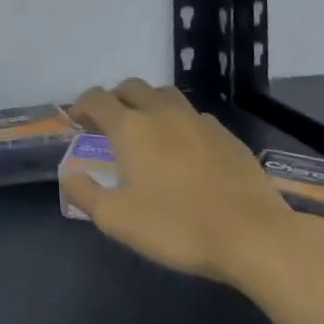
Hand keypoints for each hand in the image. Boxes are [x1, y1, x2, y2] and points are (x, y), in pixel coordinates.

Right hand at [62, 78, 296, 283]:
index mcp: (130, 128)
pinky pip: (195, 116)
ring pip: (165, 95)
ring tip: (146, 129)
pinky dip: (179, 122)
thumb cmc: (176, 226)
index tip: (77, 122)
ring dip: (148, 104)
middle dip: (114, 99)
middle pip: (131, 87)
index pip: (97, 99)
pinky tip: (184, 148)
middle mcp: (162, 113)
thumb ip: (84, 193)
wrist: (254, 237)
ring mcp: (199, 122)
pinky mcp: (228, 137)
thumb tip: (68, 175)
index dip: (81, 106)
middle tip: (109, 123)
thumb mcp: (115, 219)